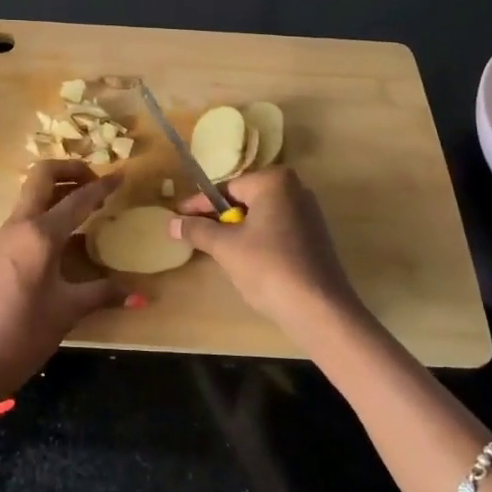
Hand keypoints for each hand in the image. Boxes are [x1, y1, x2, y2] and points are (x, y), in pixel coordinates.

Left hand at [0, 161, 128, 404]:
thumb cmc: (24, 332)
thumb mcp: (69, 310)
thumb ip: (104, 294)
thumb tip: (142, 295)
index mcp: (41, 234)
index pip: (78, 198)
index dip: (103, 186)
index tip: (123, 175)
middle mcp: (22, 223)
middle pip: (44, 175)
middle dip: (72, 170)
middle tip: (98, 183)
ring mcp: (8, 234)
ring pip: (34, 192)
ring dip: (60, 187)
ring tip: (88, 202)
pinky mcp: (2, 247)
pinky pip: (28, 211)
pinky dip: (49, 206)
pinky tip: (69, 229)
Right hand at [168, 167, 362, 332]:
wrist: (319, 309)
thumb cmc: (268, 268)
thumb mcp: (225, 247)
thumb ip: (197, 230)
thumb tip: (171, 222)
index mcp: (274, 181)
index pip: (226, 188)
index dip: (199, 205)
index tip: (177, 217)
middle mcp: (295, 188)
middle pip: (244, 200)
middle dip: (219, 218)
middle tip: (195, 235)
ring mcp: (309, 213)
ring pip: (260, 216)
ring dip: (238, 230)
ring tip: (217, 250)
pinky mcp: (315, 236)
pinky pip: (277, 229)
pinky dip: (258, 240)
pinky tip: (247, 261)